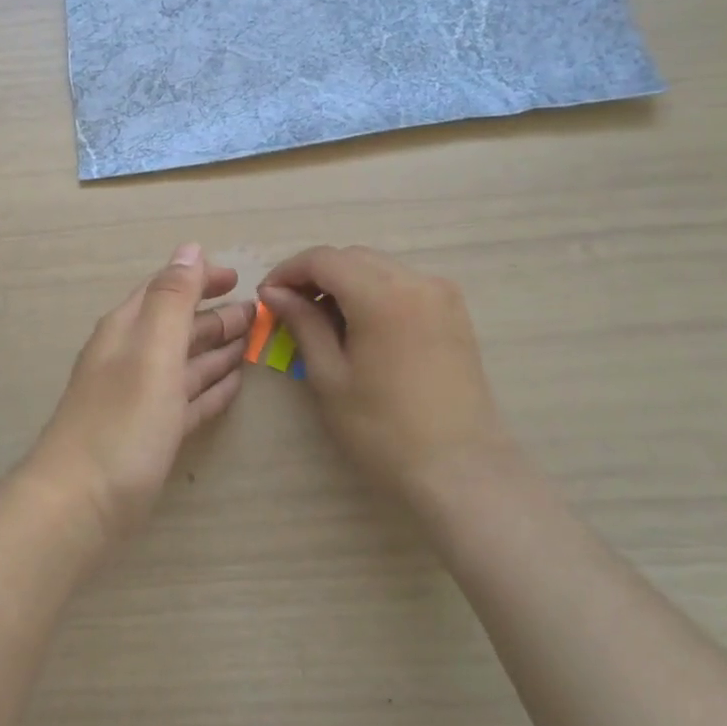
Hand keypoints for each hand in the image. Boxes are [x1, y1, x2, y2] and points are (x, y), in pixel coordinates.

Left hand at [25, 244, 251, 543]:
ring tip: (251, 345)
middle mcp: (130, 358)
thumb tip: (189, 249)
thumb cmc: (120, 422)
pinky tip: (232, 387)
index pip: (165, 290)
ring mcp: (139, 399)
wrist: (79, 506)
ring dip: (216, 351)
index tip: (239, 278)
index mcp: (127, 331)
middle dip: (215, 317)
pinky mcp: (149, 435)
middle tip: (258, 315)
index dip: (199, 279)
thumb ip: (172, 300)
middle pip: (177, 328)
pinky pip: (186, 401)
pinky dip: (209, 390)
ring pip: (184, 364)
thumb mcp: (151, 352)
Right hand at [259, 246, 520, 510]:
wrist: (459, 468)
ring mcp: (441, 294)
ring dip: (344, 282)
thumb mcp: (329, 376)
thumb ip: (302, 323)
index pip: (323, 259)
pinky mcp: (454, 312)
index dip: (288, 271)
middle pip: (352, 257)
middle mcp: (415, 280)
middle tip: (289, 309)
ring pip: (378, 267)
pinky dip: (373, 292)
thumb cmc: (383, 429)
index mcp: (381, 295)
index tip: (267, 297)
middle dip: (315, 275)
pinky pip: (403, 284)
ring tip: (321, 321)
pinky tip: (359, 326)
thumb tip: (274, 293)